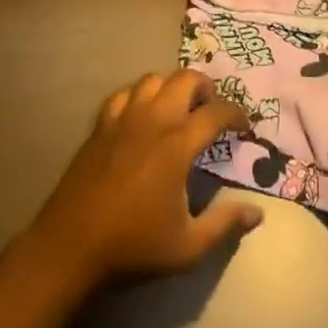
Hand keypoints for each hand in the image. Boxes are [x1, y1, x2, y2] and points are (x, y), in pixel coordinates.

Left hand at [27, 69, 262, 290]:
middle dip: (205, 87)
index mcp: (177, 144)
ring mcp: (122, 119)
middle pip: (184, 79)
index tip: (245, 126)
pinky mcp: (100, 126)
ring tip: (179, 108)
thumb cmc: (134, 247)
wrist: (71, 248)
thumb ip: (225, 225)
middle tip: (212, 108)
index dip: (236, 113)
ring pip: (152, 79)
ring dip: (171, 86)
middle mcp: (152, 120)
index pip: (216, 112)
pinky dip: (138, 96)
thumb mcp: (188, 247)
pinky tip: (141, 117)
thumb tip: (257, 213)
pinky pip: (123, 94)